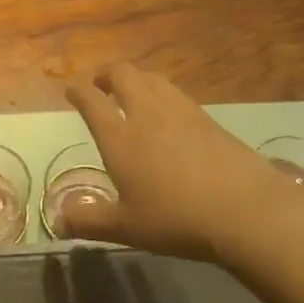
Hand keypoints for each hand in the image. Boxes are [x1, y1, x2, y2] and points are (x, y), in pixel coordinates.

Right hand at [62, 63, 303, 262]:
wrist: (244, 210)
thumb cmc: (176, 219)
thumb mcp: (126, 228)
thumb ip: (89, 222)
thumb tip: (58, 221)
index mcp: (120, 138)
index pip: (92, 101)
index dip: (78, 91)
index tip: (72, 91)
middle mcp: (147, 114)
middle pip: (123, 74)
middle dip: (107, 75)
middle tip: (101, 86)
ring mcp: (181, 111)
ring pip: (152, 78)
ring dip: (136, 79)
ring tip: (132, 93)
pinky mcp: (208, 118)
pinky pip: (176, 93)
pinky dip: (162, 93)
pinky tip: (168, 112)